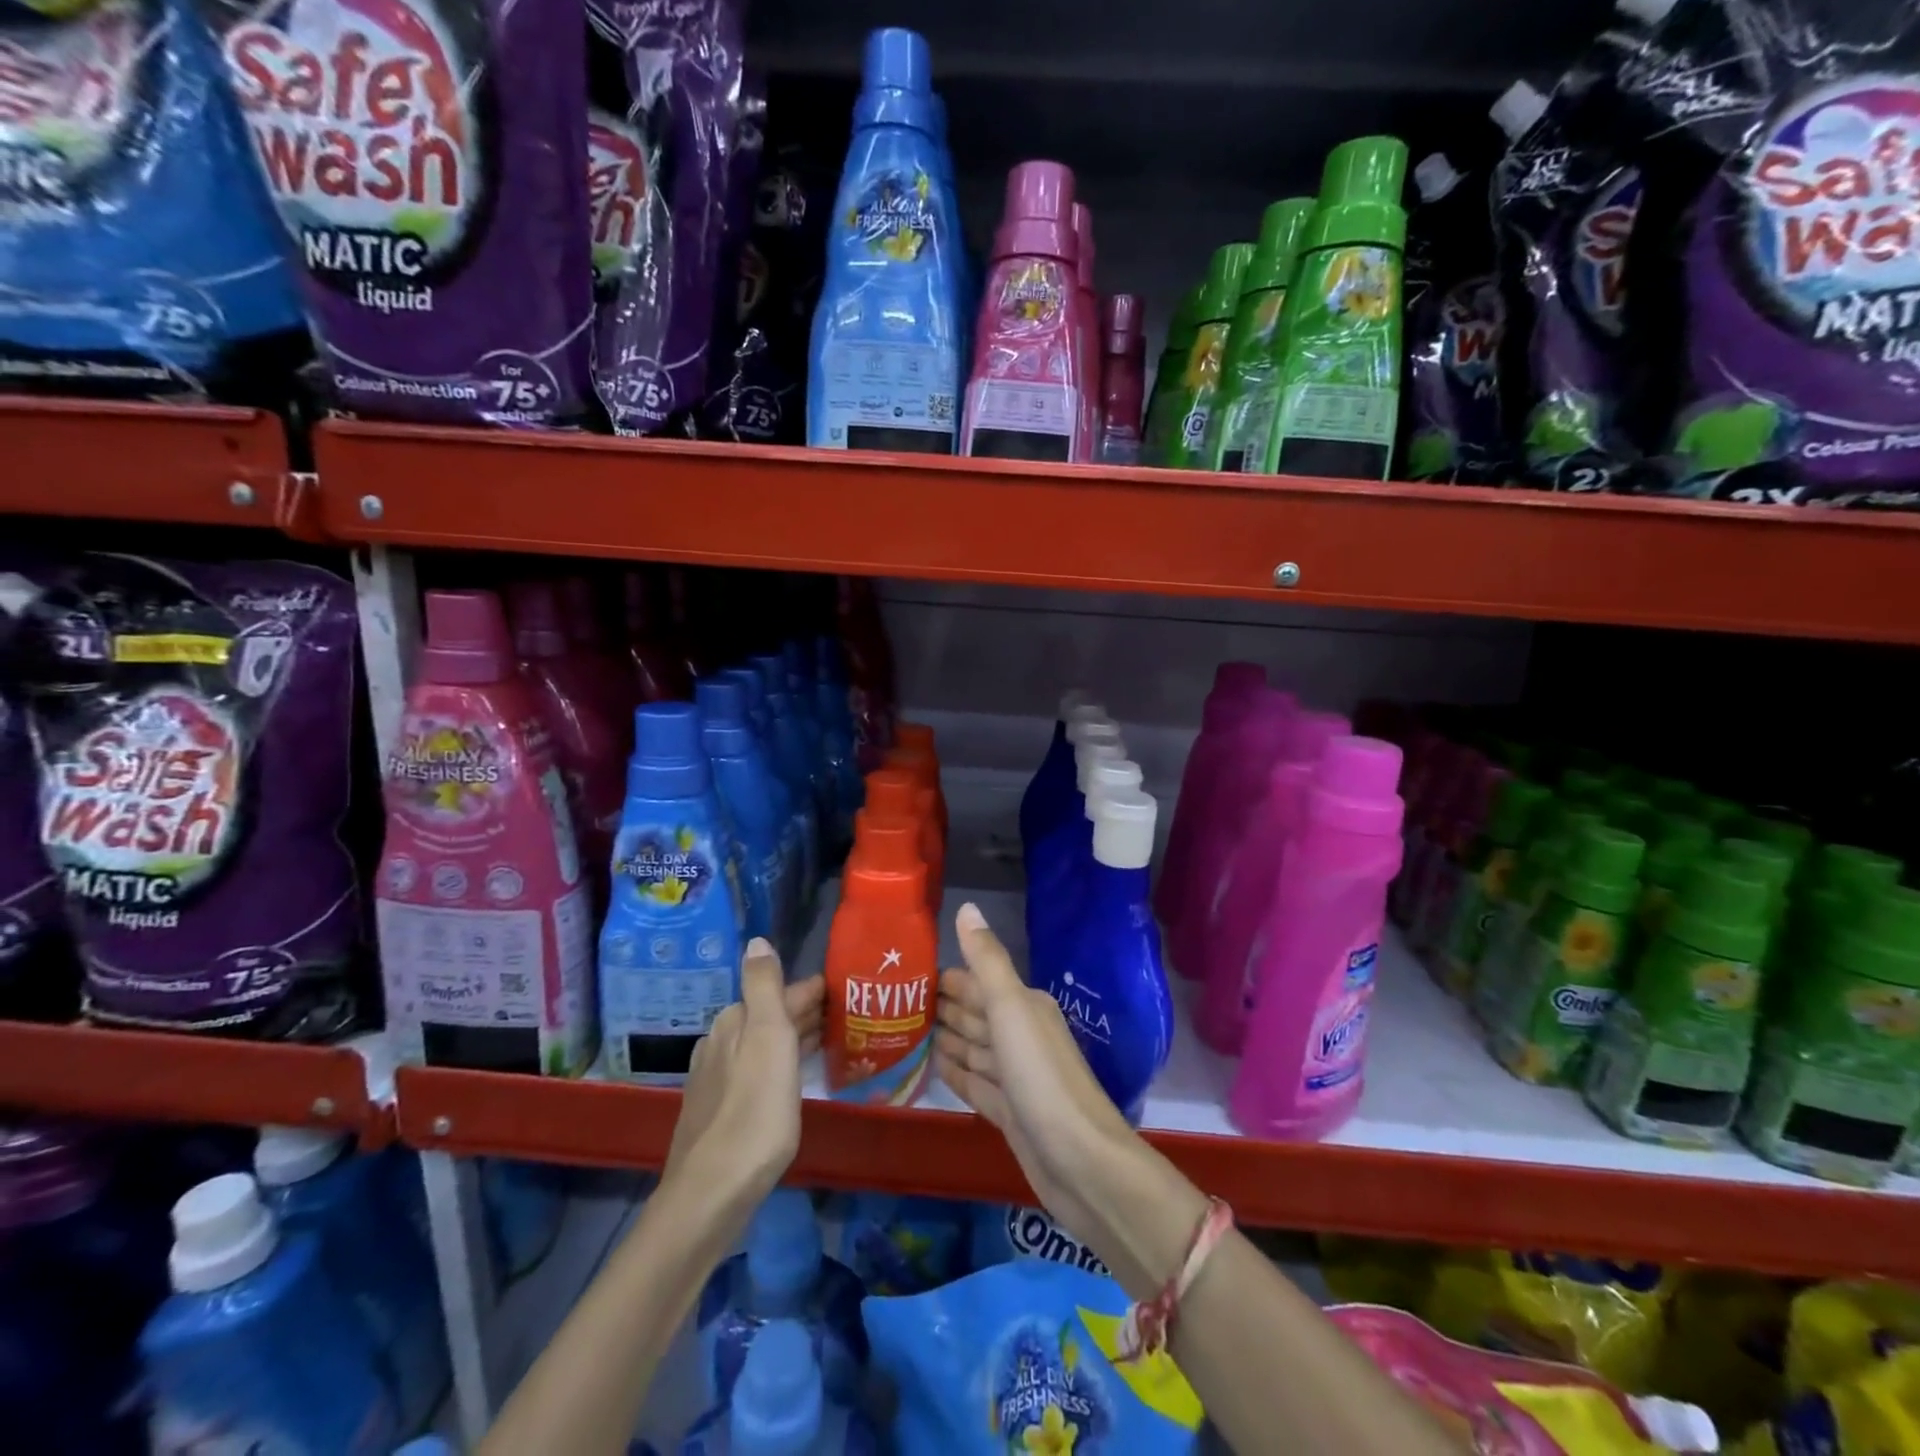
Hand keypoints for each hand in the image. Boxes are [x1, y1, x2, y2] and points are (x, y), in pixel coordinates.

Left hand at [665, 938, 823, 1220]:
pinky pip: (759, 1072)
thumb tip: (757, 939)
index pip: (781, 992)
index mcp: (734, 1022)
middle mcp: (721, 1043)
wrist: (713, 1192)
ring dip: (795, 1038)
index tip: (848, 989)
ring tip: (831, 1041)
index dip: (814, 990)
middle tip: (848, 1014)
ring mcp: (718, 1079)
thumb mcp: (767, 1037)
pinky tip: (795, 1078)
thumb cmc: (754, 1110)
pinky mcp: (720, 1111)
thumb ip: (764, 986)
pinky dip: (782, 1064)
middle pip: (771, 1017)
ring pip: (765, 1045)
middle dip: (805, 1012)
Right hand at [934, 902, 1137, 1238]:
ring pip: (973, 1047)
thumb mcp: (1013, 1009)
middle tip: (894, 1000)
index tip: (906, 970)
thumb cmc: (1042, 1076)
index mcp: (1024, 1006)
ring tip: (904, 1029)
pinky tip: (931, 1066)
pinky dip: (954, 1071)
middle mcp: (1020, 1035)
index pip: (978, 982)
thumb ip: (987, 961)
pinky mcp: (1008, 1112)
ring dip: (944, 1036)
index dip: (946, 976)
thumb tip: (966, 907)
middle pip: (974, 1013)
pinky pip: (974, 1082)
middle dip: (940, 1004)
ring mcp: (1014, 1076)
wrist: (1081, 1162)